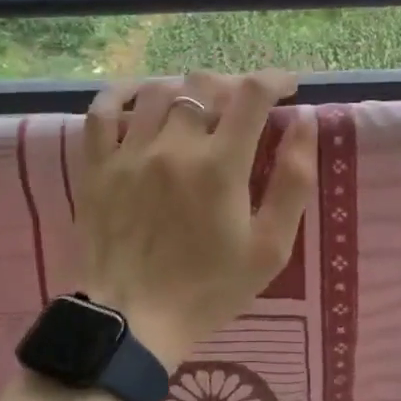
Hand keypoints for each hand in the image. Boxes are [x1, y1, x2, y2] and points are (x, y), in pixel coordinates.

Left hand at [78, 70, 317, 369]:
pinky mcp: (96, 165)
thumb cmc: (210, 289)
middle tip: (244, 107)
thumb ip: (294, 180)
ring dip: (187, 90)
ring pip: (159, 90)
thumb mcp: (271, 247)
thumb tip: (304, 120)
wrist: (133, 322)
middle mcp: (174, 146)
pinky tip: (140, 96)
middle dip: (233, 86)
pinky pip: (102, 110)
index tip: (287, 87)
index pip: (252, 94)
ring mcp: (129, 152)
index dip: (275, 79)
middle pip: (205, 85)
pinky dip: (122, 93)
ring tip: (199, 108)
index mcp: (220, 165)